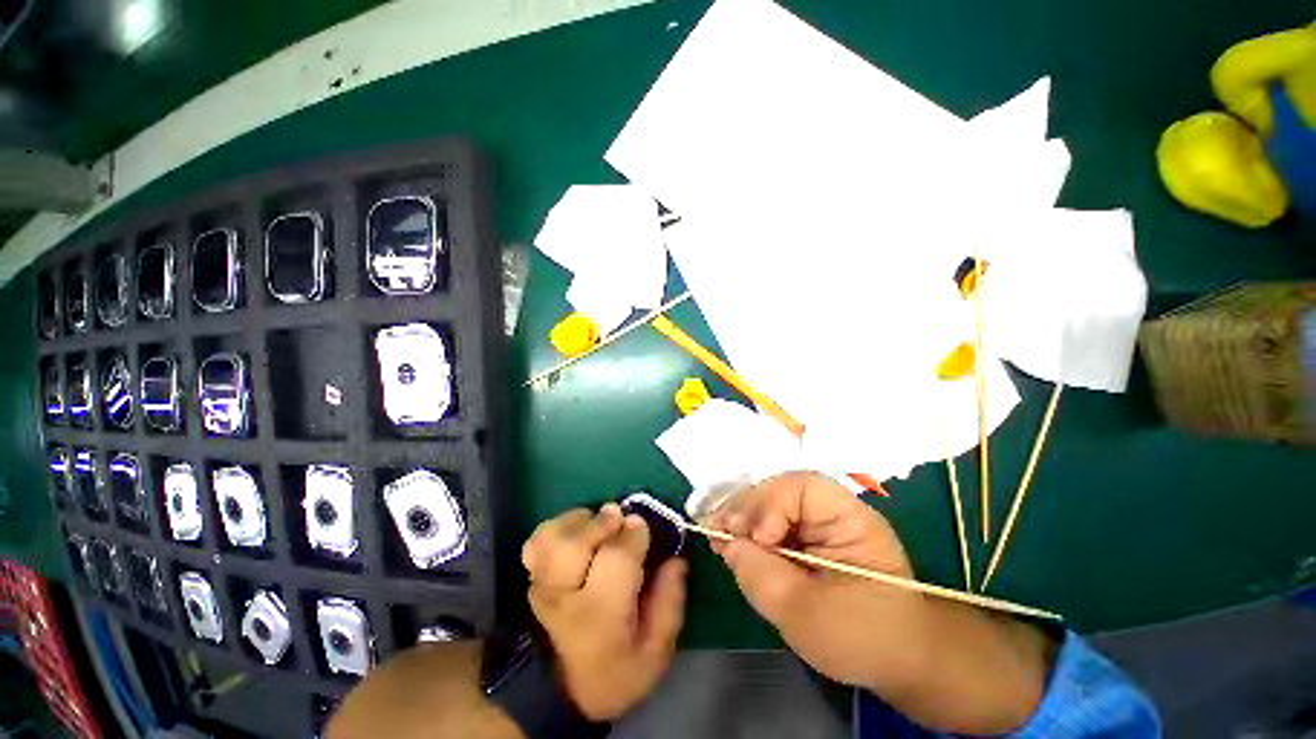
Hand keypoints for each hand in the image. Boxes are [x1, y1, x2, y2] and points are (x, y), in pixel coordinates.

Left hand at [522, 504, 687, 720]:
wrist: (561, 692)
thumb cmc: (615, 671)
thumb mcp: (655, 653)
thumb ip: (670, 604)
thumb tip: (677, 559)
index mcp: (602, 615)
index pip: (616, 559)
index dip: (633, 535)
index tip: (644, 528)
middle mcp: (567, 596)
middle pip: (575, 544)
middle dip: (602, 522)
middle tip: (619, 519)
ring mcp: (544, 585)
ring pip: (552, 537)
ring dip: (579, 521)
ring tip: (597, 524)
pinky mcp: (533, 577)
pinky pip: (538, 540)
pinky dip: (558, 526)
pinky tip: (576, 531)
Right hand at [708, 472, 1054, 734]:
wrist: (898, 659)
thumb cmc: (863, 639)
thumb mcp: (807, 615)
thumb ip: (761, 576)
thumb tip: (727, 544)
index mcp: (851, 520)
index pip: (805, 487)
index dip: (772, 504)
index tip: (754, 537)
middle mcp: (833, 510)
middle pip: (781, 490)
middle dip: (747, 508)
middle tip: (717, 529)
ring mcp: (819, 522)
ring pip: (771, 503)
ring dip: (741, 516)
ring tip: (717, 534)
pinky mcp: (808, 536)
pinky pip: (772, 522)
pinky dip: (748, 530)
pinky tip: (730, 541)